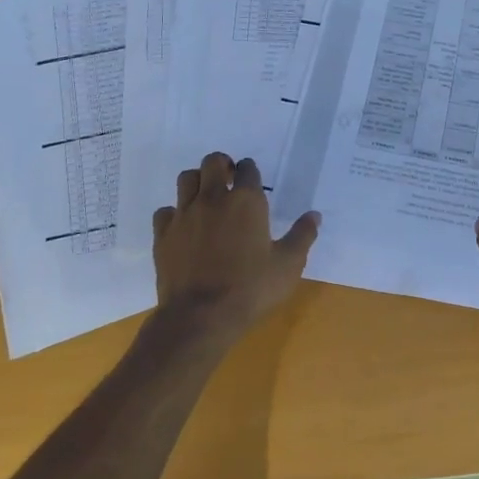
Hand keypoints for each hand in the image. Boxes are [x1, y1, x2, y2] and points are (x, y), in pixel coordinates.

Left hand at [151, 153, 319, 336]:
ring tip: (206, 196)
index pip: (248, 169)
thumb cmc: (251, 288)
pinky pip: (166, 210)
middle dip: (222, 165)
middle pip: (213, 162)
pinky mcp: (163, 233)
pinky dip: (175, 213)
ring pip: (186, 179)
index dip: (250, 170)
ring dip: (197, 181)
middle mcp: (213, 198)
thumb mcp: (288, 265)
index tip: (252, 179)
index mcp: (247, 201)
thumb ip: (302, 236)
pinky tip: (184, 226)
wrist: (201, 315)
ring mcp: (185, 214)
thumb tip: (314, 215)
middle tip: (228, 179)